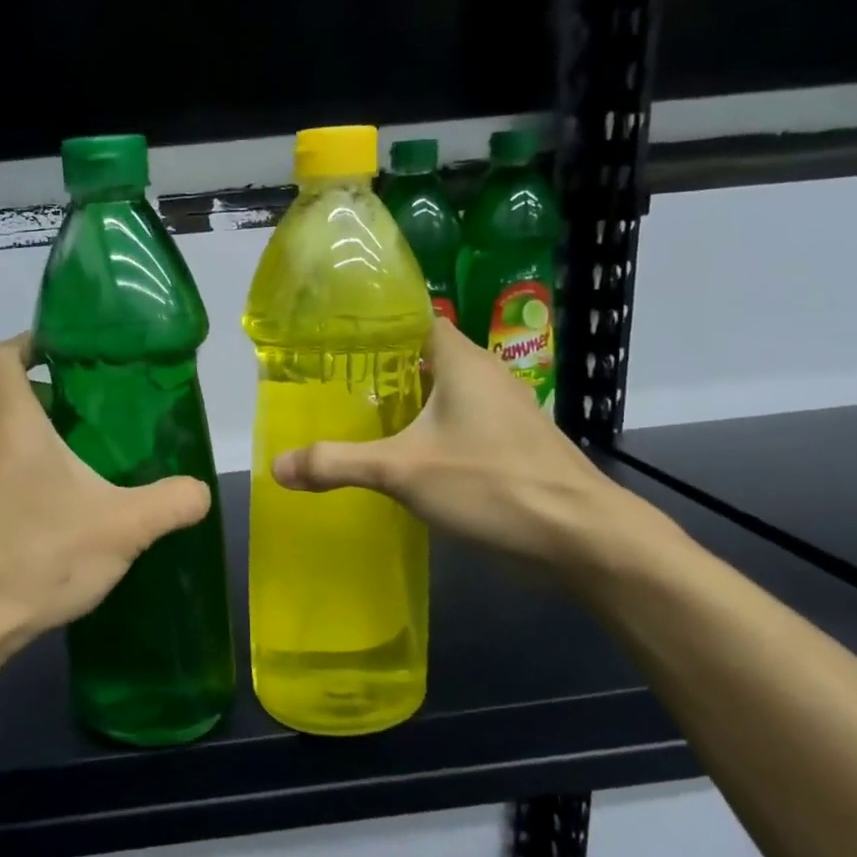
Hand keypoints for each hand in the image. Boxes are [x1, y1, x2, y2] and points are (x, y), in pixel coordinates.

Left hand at [0, 335, 212, 650]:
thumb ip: (172, 502)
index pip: (2, 356)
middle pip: (4, 400)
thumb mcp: (124, 527)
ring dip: (29, 445)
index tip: (63, 354)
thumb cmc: (40, 556)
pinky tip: (45, 522)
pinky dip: (13, 484)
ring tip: (75, 471)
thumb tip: (200, 490)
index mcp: (11, 424)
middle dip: (45, 400)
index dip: (28, 342)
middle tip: (91, 420)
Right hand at [272, 318, 647, 574]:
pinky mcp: (512, 445)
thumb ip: (338, 464)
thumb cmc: (491, 484)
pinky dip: (428, 432)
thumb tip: (277, 465)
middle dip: (381, 370)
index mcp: (462, 362)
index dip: (375, 325)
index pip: (414, 319)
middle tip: (331, 385)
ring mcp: (504, 412)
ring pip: (443, 394)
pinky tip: (401, 457)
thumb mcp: (402, 472)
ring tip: (356, 418)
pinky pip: (459, 424)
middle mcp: (486, 376)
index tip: (332, 340)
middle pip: (424, 358)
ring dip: (406, 404)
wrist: (580, 537)